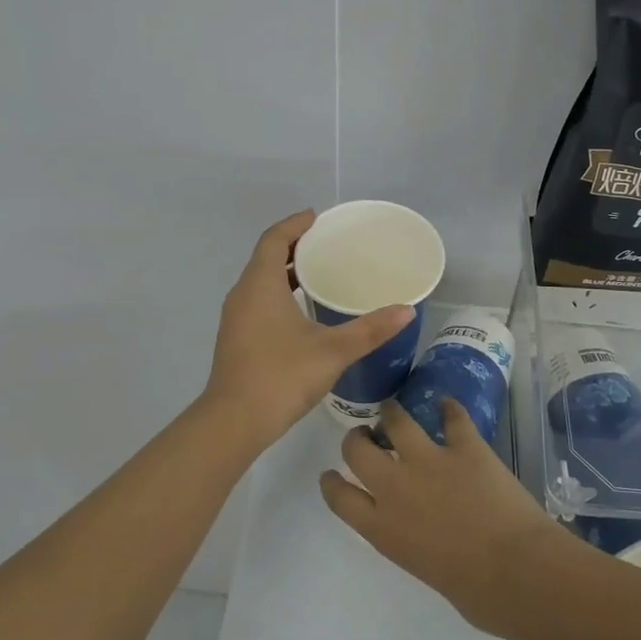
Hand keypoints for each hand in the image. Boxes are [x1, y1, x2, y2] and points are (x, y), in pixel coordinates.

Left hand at [202, 211, 414, 450]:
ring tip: (318, 274)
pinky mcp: (237, 338)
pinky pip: (258, 301)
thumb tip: (406, 310)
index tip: (317, 217)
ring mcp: (236, 318)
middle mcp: (243, 294)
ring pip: (260, 281)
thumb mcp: (333, 350)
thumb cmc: (282, 376)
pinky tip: (302, 312)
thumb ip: (370, 329)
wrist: (234, 422)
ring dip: (285, 271)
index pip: (274, 239)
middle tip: (326, 244)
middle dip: (293, 246)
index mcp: (261, 284)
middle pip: (265, 257)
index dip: (294, 224)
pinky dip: (278, 293)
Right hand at [320, 396, 567, 632]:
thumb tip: (424, 534)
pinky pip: (453, 417)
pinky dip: (450, 409)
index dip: (332, 481)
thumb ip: (411, 542)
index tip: (331, 473)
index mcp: (382, 529)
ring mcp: (429, 461)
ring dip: (393, 413)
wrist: (517, 572)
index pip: (340, 497)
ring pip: (397, 421)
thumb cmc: (476, 593)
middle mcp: (395, 489)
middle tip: (366, 435)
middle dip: (357, 438)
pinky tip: (449, 406)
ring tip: (394, 409)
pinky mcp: (465, 447)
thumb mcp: (424, 570)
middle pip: (357, 450)